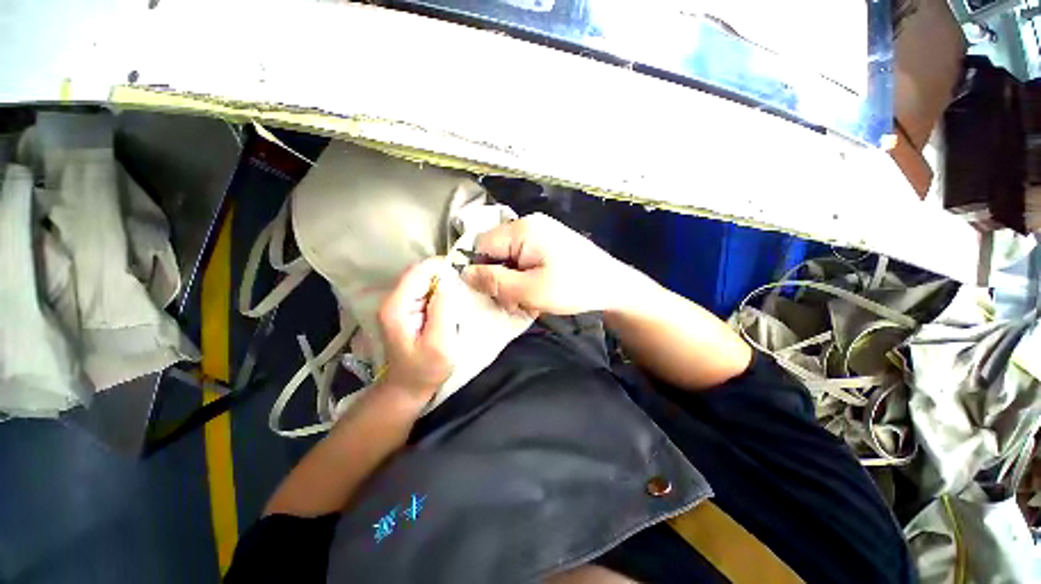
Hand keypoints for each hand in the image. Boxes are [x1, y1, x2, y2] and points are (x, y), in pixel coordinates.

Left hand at [377, 258, 458, 406]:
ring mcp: (398, 304)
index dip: (441, 266)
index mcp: (397, 306)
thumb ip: (443, 311)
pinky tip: (452, 300)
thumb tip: (448, 282)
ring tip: (462, 290)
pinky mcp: (406, 309)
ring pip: (423, 280)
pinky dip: (439, 291)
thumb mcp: (439, 343)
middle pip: (419, 273)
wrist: (408, 387)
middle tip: (467, 282)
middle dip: (443, 273)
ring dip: (443, 282)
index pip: (418, 271)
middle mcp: (393, 300)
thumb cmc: (425, 369)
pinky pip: (424, 291)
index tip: (465, 271)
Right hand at [462, 213, 633, 315]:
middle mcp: (529, 225)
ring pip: (510, 258)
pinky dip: (525, 277)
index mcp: (522, 230)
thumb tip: (465, 273)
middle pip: (496, 251)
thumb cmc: (574, 287)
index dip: (481, 270)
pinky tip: (538, 292)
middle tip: (516, 301)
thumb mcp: (530, 290)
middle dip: (501, 279)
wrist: (614, 286)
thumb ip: (495, 282)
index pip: (481, 244)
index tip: (493, 293)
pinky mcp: (549, 243)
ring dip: (514, 282)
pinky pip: (524, 259)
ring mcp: (541, 233)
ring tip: (530, 299)